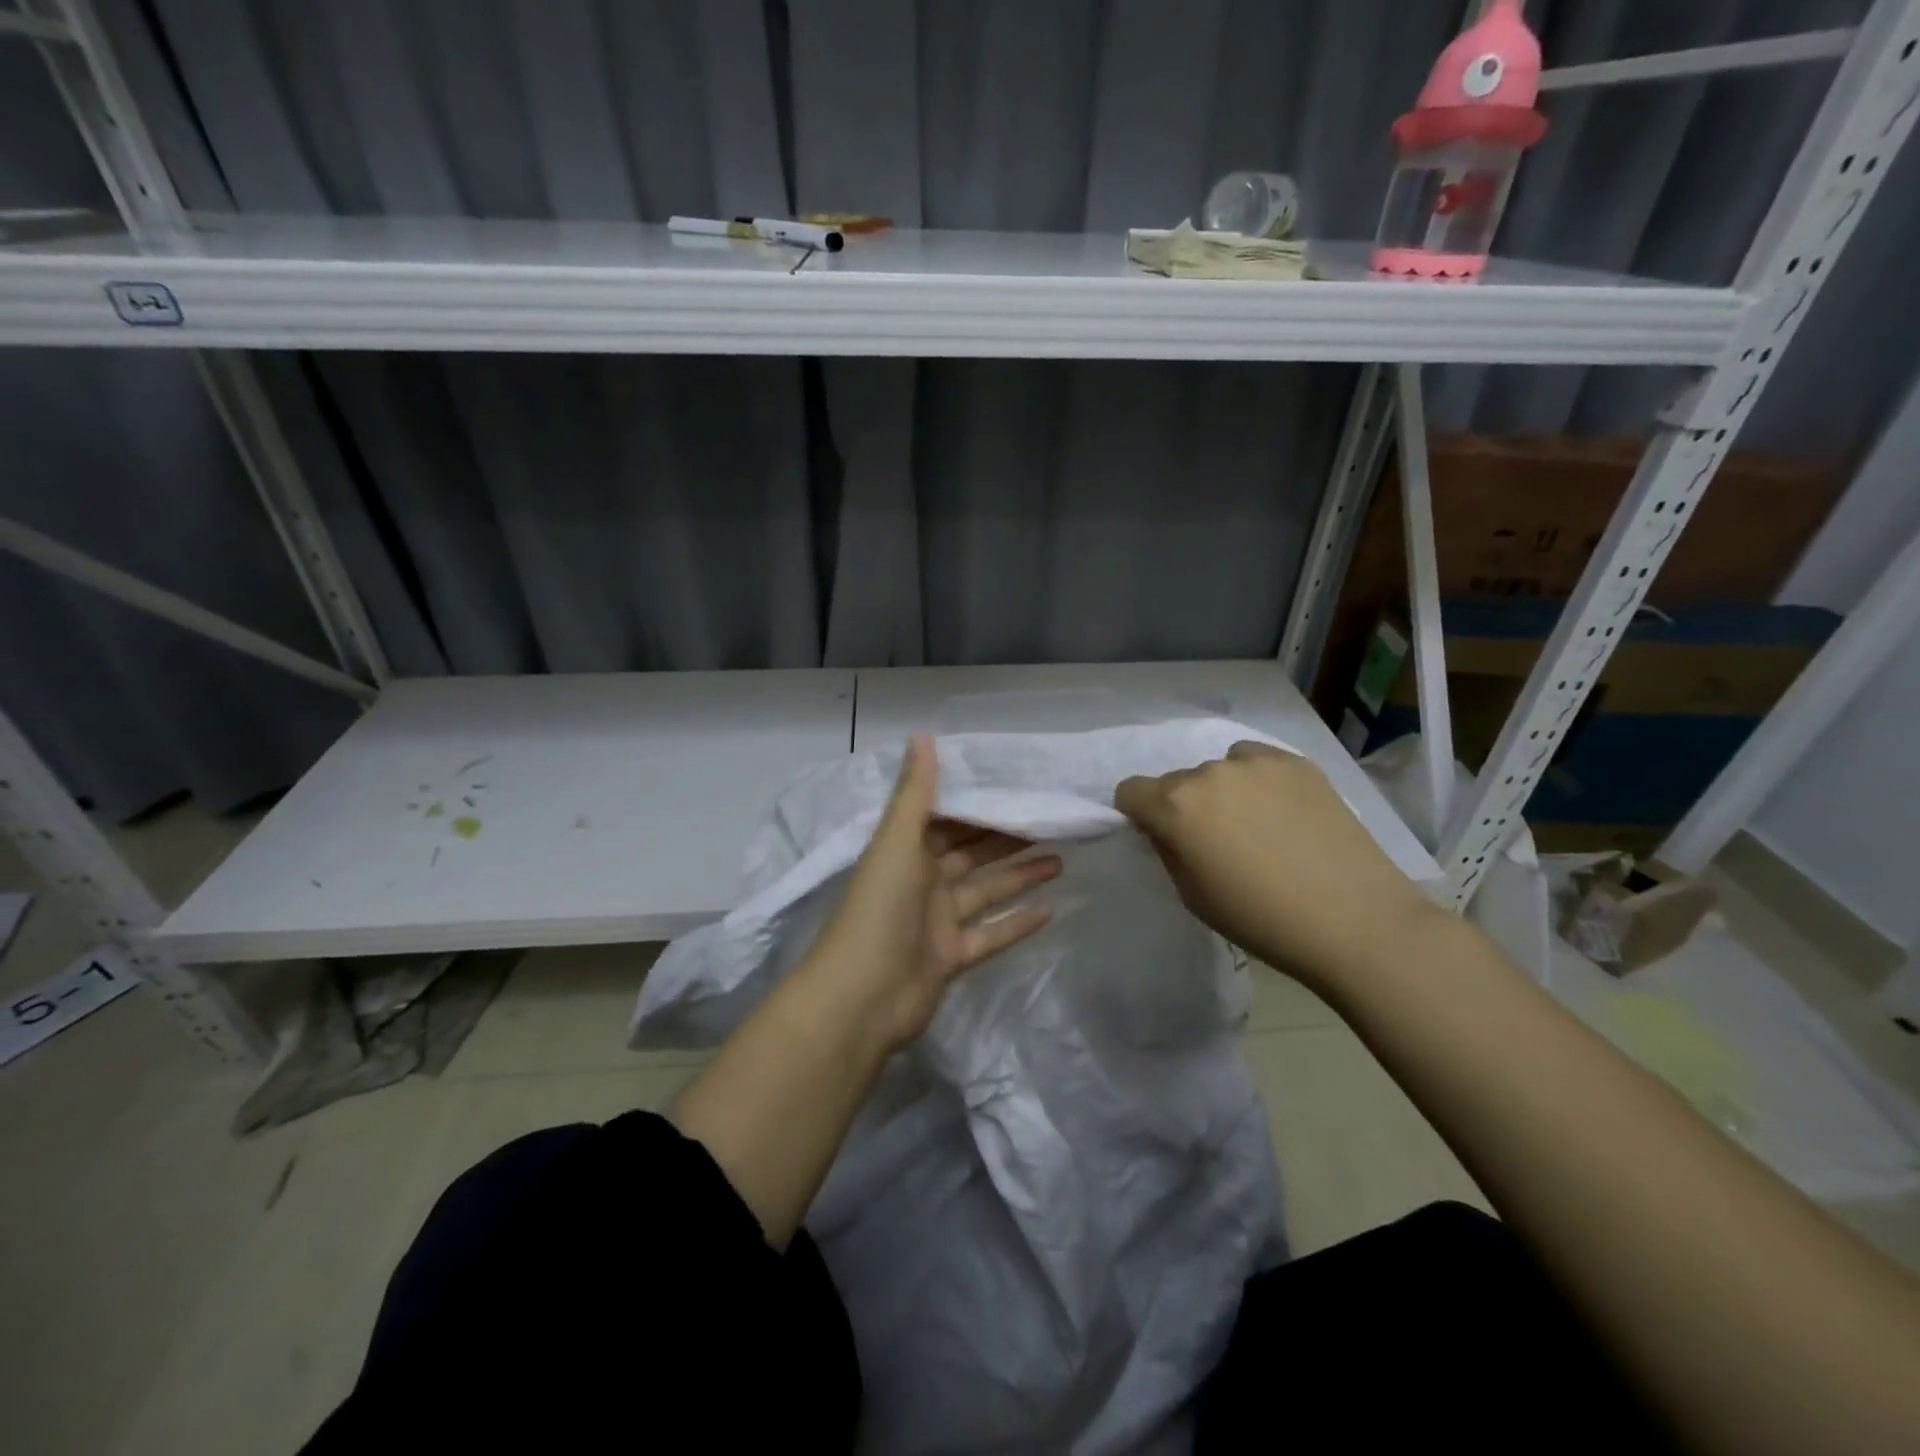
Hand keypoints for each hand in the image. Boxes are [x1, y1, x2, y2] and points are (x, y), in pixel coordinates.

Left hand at [806, 734, 1060, 1052]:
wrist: (862, 997)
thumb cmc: (880, 908)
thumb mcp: (897, 841)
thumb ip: (915, 791)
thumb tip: (922, 734)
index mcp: (905, 851)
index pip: (947, 819)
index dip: (979, 804)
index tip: (1017, 786)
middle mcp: (921, 881)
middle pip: (970, 854)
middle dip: (1006, 838)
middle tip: (1050, 821)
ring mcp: (937, 922)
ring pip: (985, 891)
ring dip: (1019, 875)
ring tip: (1060, 859)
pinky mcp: (952, 958)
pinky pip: (990, 934)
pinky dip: (1016, 923)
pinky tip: (1051, 911)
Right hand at [1115, 741, 1435, 990]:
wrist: (1355, 920)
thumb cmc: (1261, 920)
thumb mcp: (1192, 896)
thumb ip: (1167, 851)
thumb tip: (1163, 829)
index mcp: (1176, 806)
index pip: (1130, 791)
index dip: (1137, 814)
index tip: (1159, 837)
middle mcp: (1208, 772)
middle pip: (1176, 782)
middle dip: (1183, 806)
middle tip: (1215, 842)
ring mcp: (1256, 762)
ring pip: (1218, 769)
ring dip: (1221, 792)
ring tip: (1256, 827)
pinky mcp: (1297, 762)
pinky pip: (1256, 762)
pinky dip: (1257, 782)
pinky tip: (1283, 813)